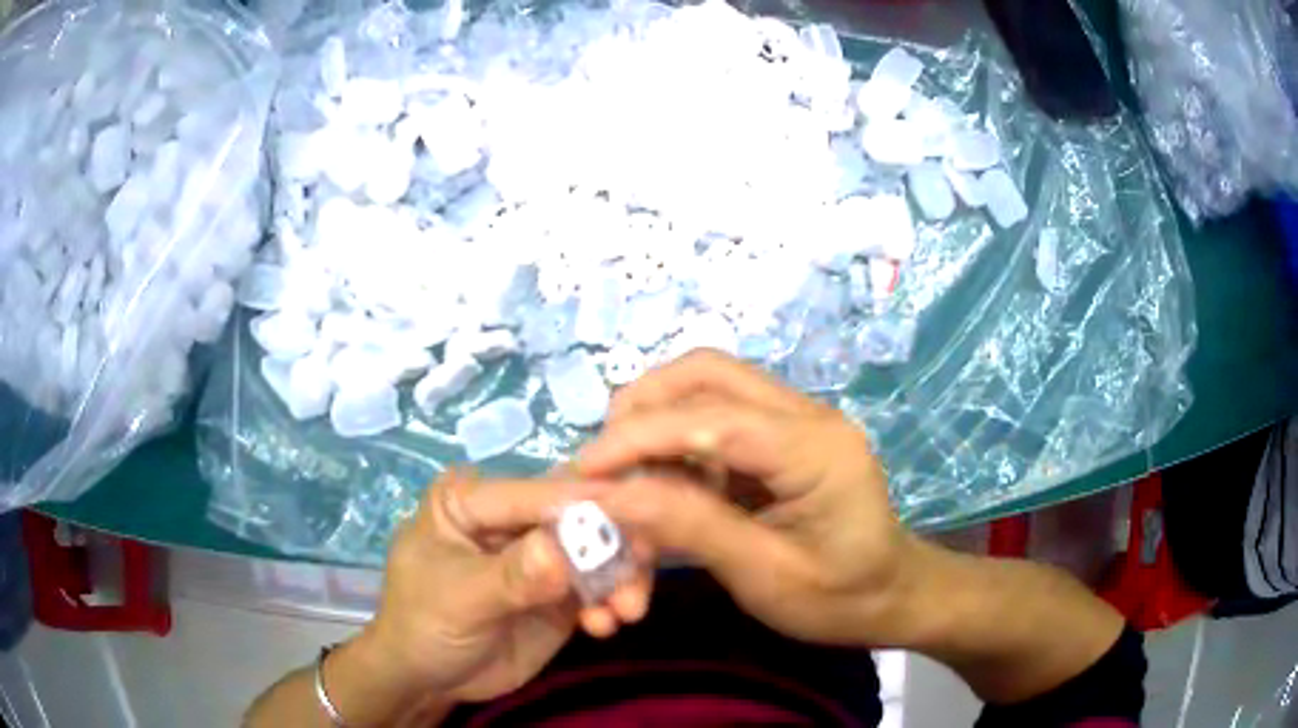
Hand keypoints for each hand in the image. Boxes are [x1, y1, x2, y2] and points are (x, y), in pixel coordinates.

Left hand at [356, 472, 650, 705]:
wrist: (430, 680)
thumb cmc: (423, 624)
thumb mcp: (460, 599)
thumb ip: (510, 576)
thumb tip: (559, 550)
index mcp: (472, 500)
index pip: (532, 492)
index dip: (579, 500)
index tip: (634, 510)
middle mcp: (511, 519)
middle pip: (576, 513)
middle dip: (613, 540)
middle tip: (641, 569)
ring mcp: (541, 555)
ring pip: (597, 550)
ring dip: (620, 577)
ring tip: (627, 611)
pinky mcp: (562, 591)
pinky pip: (600, 587)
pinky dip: (612, 603)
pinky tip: (605, 627)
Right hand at [579, 350, 917, 647]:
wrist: (893, 596)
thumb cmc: (840, 598)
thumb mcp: (766, 576)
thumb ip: (693, 528)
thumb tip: (614, 494)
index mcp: (815, 448)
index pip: (712, 418)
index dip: (640, 437)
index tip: (585, 468)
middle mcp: (807, 415)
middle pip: (709, 373)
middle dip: (645, 406)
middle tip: (604, 459)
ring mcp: (798, 421)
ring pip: (711, 388)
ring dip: (658, 420)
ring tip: (624, 471)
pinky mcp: (784, 438)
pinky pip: (719, 419)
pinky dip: (678, 443)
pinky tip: (662, 482)